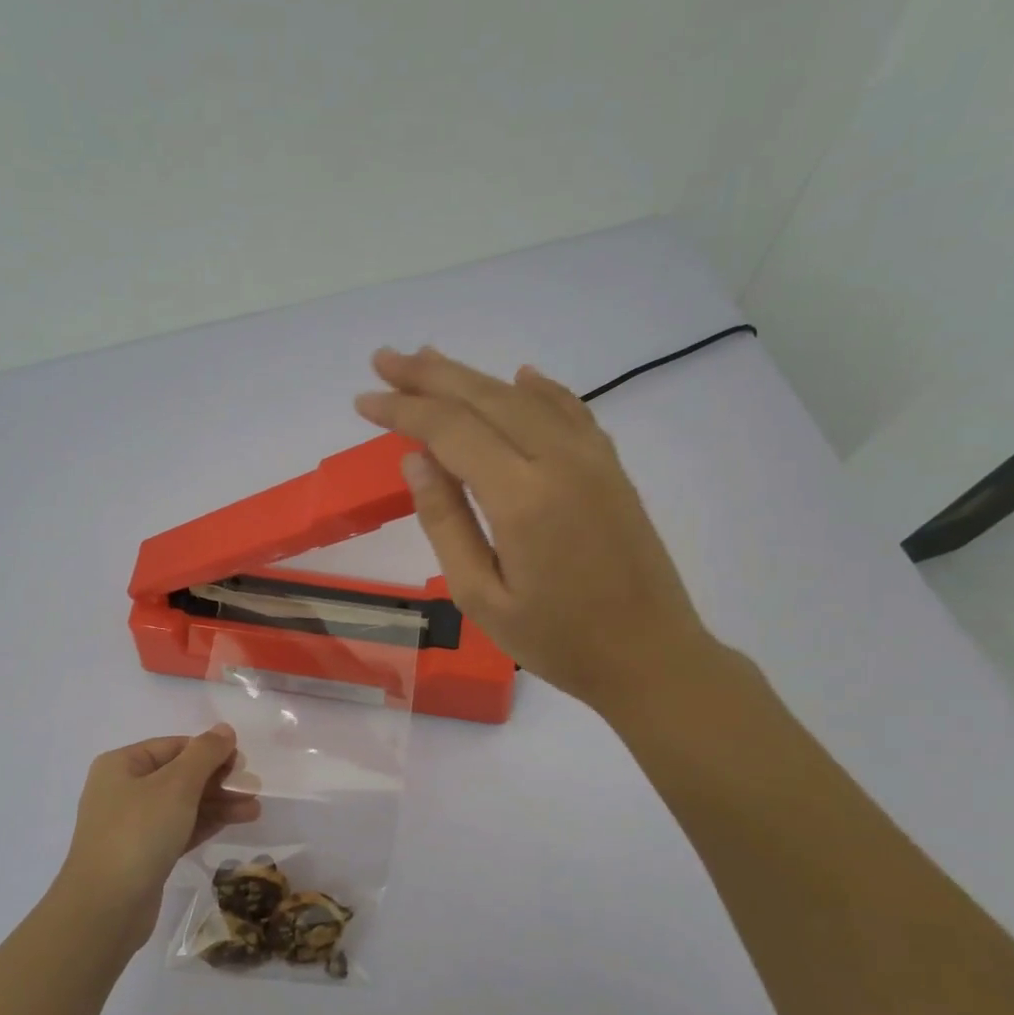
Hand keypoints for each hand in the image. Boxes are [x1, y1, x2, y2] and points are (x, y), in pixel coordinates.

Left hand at [55, 725, 259, 950]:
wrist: (105, 908)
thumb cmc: (139, 833)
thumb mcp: (176, 786)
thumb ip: (204, 754)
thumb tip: (224, 729)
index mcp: (122, 764)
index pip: (174, 746)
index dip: (209, 750)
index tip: (242, 762)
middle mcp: (123, 790)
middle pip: (179, 775)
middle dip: (217, 780)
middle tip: (253, 787)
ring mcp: (132, 824)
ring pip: (182, 804)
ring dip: (218, 803)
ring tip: (255, 810)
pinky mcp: (143, 854)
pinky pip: (179, 828)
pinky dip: (206, 823)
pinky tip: (235, 822)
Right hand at [355, 347, 717, 711]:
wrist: (650, 656)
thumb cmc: (558, 641)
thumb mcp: (482, 597)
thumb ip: (446, 524)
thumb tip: (416, 461)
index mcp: (522, 497)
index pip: (450, 431)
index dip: (403, 410)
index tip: (364, 400)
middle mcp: (559, 461)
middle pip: (485, 398)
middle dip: (430, 376)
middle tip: (384, 358)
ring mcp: (592, 459)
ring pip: (525, 397)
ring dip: (474, 377)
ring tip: (431, 361)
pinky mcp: (612, 468)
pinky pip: (570, 411)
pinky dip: (539, 389)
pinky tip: (521, 377)